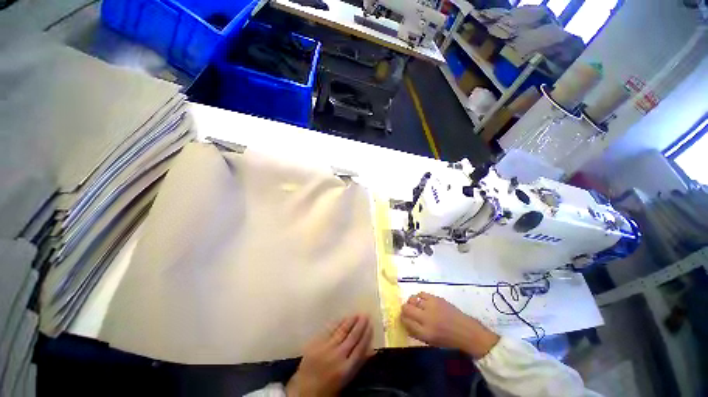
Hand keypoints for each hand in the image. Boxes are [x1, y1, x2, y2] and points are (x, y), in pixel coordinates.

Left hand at [286, 315, 373, 396]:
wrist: (303, 390)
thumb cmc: (328, 387)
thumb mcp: (346, 379)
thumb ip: (358, 363)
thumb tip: (372, 350)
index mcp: (346, 369)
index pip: (360, 348)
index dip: (367, 335)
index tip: (371, 325)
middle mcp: (337, 356)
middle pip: (352, 337)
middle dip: (360, 325)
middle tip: (365, 315)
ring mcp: (326, 348)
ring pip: (342, 331)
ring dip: (350, 321)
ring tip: (356, 314)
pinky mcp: (316, 343)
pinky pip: (329, 330)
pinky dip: (337, 323)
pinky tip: (342, 318)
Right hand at [401, 292, 499, 358]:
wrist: (468, 333)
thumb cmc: (449, 341)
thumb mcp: (431, 342)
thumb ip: (416, 332)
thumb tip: (405, 322)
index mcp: (425, 333)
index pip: (405, 322)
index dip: (402, 319)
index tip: (403, 319)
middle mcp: (426, 318)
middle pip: (406, 308)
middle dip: (404, 309)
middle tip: (407, 311)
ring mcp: (432, 306)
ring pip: (412, 299)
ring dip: (411, 302)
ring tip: (415, 305)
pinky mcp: (437, 298)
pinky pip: (422, 294)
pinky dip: (419, 297)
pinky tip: (422, 301)